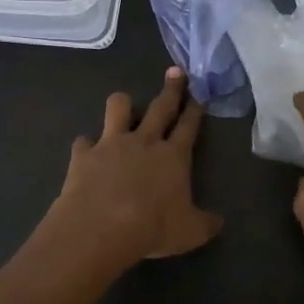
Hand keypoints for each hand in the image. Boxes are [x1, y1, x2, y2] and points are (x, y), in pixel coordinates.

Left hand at [48, 67, 222, 269]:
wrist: (101, 228)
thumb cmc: (152, 228)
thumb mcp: (190, 232)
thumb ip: (205, 223)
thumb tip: (219, 222)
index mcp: (173, 156)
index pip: (189, 125)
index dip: (195, 108)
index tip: (200, 92)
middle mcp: (144, 141)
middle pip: (161, 106)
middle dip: (171, 88)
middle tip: (175, 71)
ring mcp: (111, 144)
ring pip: (118, 108)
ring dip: (123, 104)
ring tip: (124, 106)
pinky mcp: (84, 154)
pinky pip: (83, 141)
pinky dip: (86, 146)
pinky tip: (87, 152)